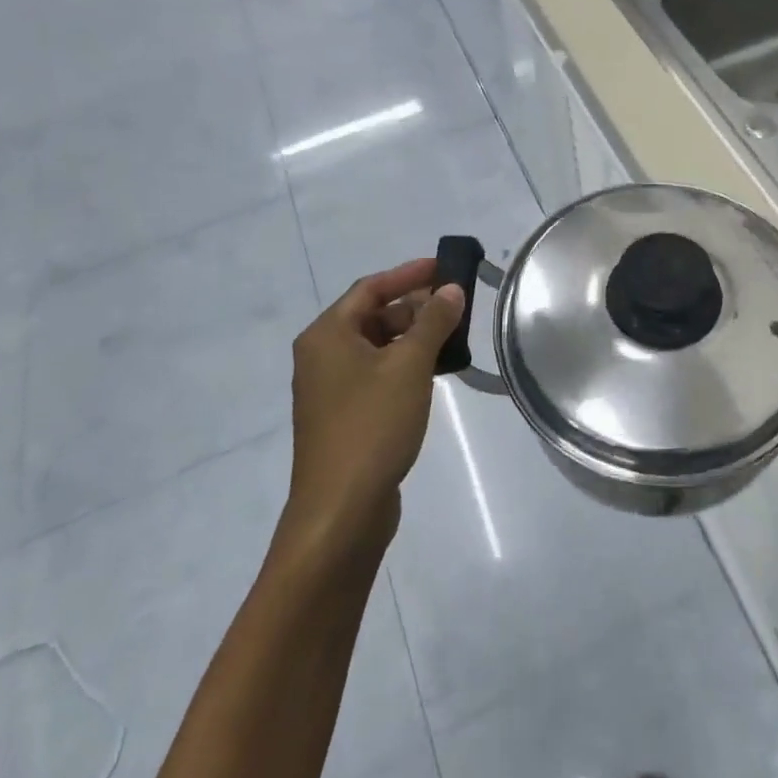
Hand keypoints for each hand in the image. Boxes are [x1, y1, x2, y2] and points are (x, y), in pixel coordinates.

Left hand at [284, 259, 462, 555]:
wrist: (341, 511)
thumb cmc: (372, 425)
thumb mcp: (409, 366)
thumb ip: (433, 321)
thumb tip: (451, 289)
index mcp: (327, 335)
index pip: (371, 288)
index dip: (409, 274)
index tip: (445, 267)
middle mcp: (322, 356)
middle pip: (372, 316)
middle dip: (415, 307)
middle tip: (456, 305)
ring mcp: (330, 389)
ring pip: (377, 348)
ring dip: (413, 338)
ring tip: (453, 336)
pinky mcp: (343, 417)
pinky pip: (376, 375)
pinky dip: (404, 366)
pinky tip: (434, 373)